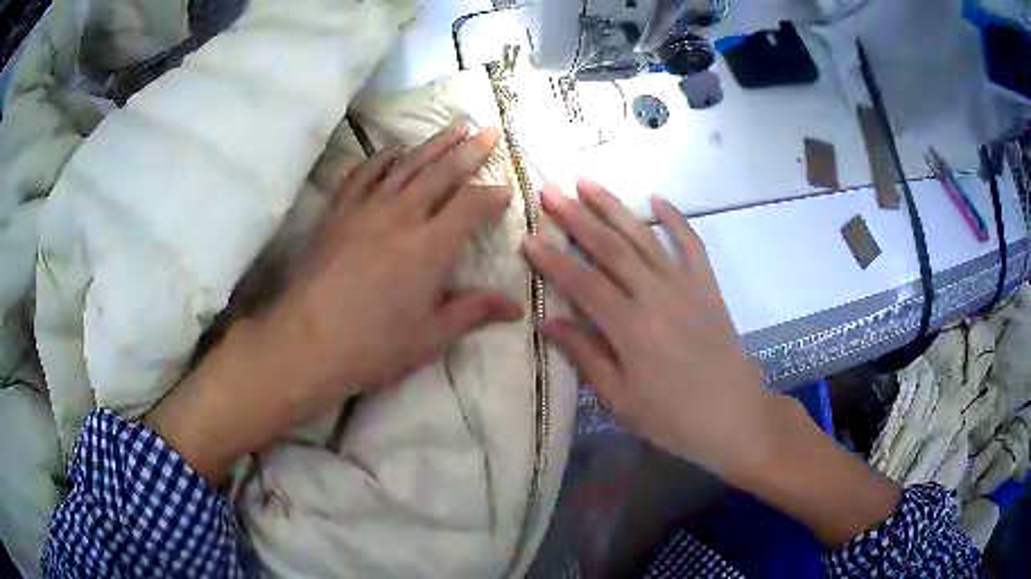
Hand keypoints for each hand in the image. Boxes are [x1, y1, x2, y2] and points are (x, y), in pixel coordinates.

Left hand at [146, 123, 522, 483]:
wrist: (306, 342)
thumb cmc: (373, 345)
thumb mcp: (431, 336)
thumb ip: (473, 312)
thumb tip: (516, 308)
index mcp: (430, 246)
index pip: (471, 205)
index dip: (493, 194)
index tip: (507, 187)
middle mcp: (401, 216)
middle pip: (441, 172)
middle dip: (469, 150)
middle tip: (489, 130)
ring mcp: (365, 209)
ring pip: (405, 165)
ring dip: (432, 144)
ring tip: (453, 127)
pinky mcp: (337, 213)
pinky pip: (361, 175)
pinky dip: (379, 159)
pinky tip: (390, 151)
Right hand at [525, 179, 899, 546]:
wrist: (735, 417)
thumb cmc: (673, 419)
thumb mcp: (621, 399)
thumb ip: (585, 355)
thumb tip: (548, 321)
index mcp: (631, 329)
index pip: (582, 283)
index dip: (552, 260)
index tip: (527, 236)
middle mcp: (656, 297)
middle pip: (610, 248)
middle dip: (576, 216)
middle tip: (550, 190)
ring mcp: (686, 287)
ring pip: (645, 237)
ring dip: (614, 207)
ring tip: (587, 181)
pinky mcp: (708, 287)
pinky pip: (692, 245)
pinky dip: (676, 219)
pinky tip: (657, 198)